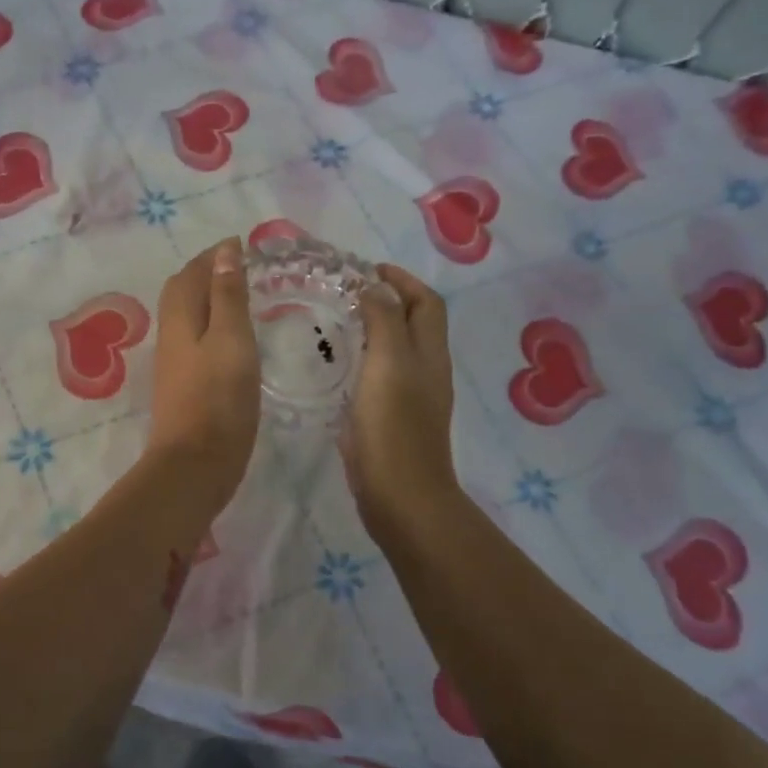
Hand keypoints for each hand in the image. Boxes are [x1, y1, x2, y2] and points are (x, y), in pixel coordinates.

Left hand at [146, 238, 260, 511]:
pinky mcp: (182, 386)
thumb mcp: (232, 340)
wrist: (195, 464)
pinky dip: (210, 324)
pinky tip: (230, 338)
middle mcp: (171, 335)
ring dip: (207, 298)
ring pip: (186, 316)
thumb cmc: (219, 399)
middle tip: (239, 266)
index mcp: (181, 318)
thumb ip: (228, 296)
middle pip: (182, 291)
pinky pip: (193, 339)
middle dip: (206, 272)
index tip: (242, 244)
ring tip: (239, 296)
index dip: (214, 255)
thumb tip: (224, 252)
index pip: (192, 273)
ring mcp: (174, 363)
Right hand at [344, 264, 459, 541]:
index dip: (402, 280)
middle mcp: (426, 371)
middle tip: (347, 293)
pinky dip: (365, 360)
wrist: (401, 497)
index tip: (367, 270)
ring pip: (397, 350)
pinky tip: (338, 366)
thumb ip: (385, 321)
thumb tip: (377, 287)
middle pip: (415, 323)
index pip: (426, 302)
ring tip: (338, 322)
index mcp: (429, 353)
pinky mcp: (392, 420)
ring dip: (375, 329)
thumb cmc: (394, 427)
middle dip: (389, 300)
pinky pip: (381, 376)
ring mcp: (411, 398)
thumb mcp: (389, 364)